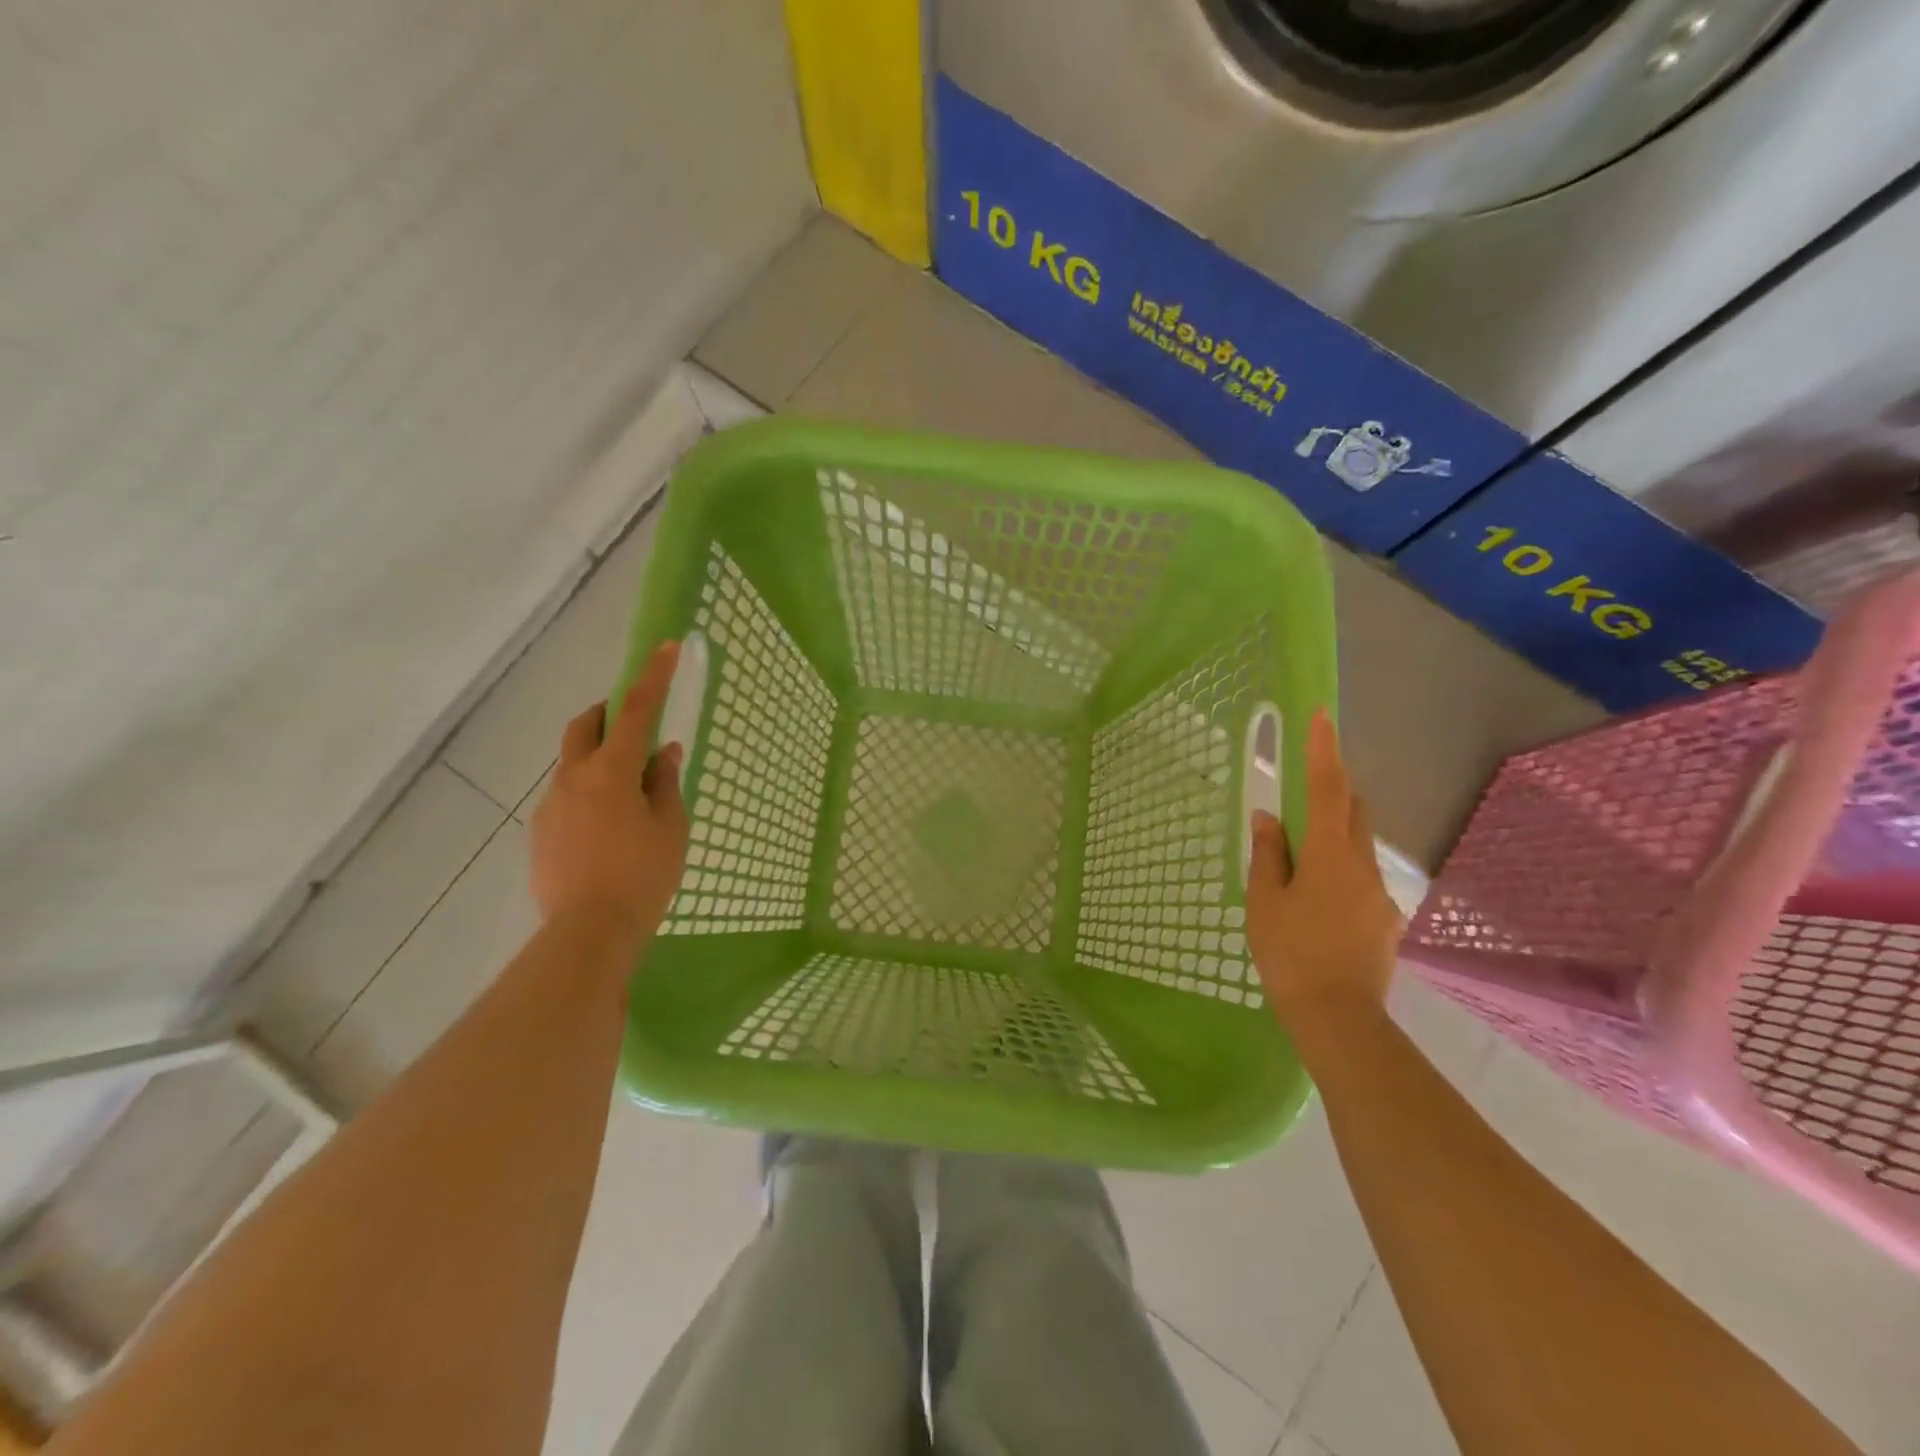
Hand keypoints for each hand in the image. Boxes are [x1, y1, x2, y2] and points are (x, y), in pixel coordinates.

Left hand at [531, 641, 690, 939]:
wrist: (588, 932)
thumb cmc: (643, 875)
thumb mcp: (670, 827)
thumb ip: (666, 783)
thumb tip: (665, 752)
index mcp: (611, 772)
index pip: (635, 711)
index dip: (653, 678)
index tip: (666, 648)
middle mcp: (573, 778)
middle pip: (583, 726)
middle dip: (606, 713)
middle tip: (632, 725)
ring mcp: (551, 805)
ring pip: (573, 765)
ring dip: (599, 761)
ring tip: (628, 797)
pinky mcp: (540, 833)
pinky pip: (566, 798)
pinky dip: (588, 795)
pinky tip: (607, 831)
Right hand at [1246, 708, 1402, 1022]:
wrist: (1338, 1018)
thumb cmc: (1290, 952)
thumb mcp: (1264, 901)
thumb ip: (1268, 854)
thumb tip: (1269, 817)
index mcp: (1330, 855)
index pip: (1329, 790)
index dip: (1325, 751)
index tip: (1323, 716)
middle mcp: (1363, 866)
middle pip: (1354, 813)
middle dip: (1333, 793)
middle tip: (1303, 795)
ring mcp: (1380, 894)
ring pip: (1357, 848)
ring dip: (1333, 840)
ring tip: (1299, 869)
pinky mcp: (1386, 920)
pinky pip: (1360, 881)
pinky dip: (1339, 875)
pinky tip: (1318, 909)